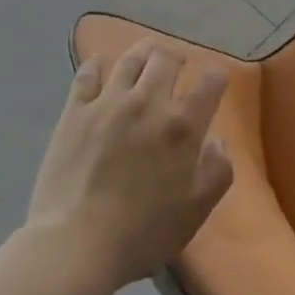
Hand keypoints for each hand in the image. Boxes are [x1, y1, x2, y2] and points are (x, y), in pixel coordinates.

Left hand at [26, 40, 233, 290]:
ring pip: (130, 59)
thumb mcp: (195, 212)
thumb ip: (217, 171)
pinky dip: (95, 65)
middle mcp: (148, 102)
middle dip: (177, 57)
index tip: (217, 79)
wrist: (76, 244)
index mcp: (182, 126)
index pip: (209, 85)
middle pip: (166, 60)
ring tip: (147, 51)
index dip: (217, 77)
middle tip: (178, 63)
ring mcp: (109, 102)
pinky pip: (87, 75)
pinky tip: (98, 62)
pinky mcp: (75, 111)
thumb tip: (218, 141)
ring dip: (143, 51)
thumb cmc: (142, 234)